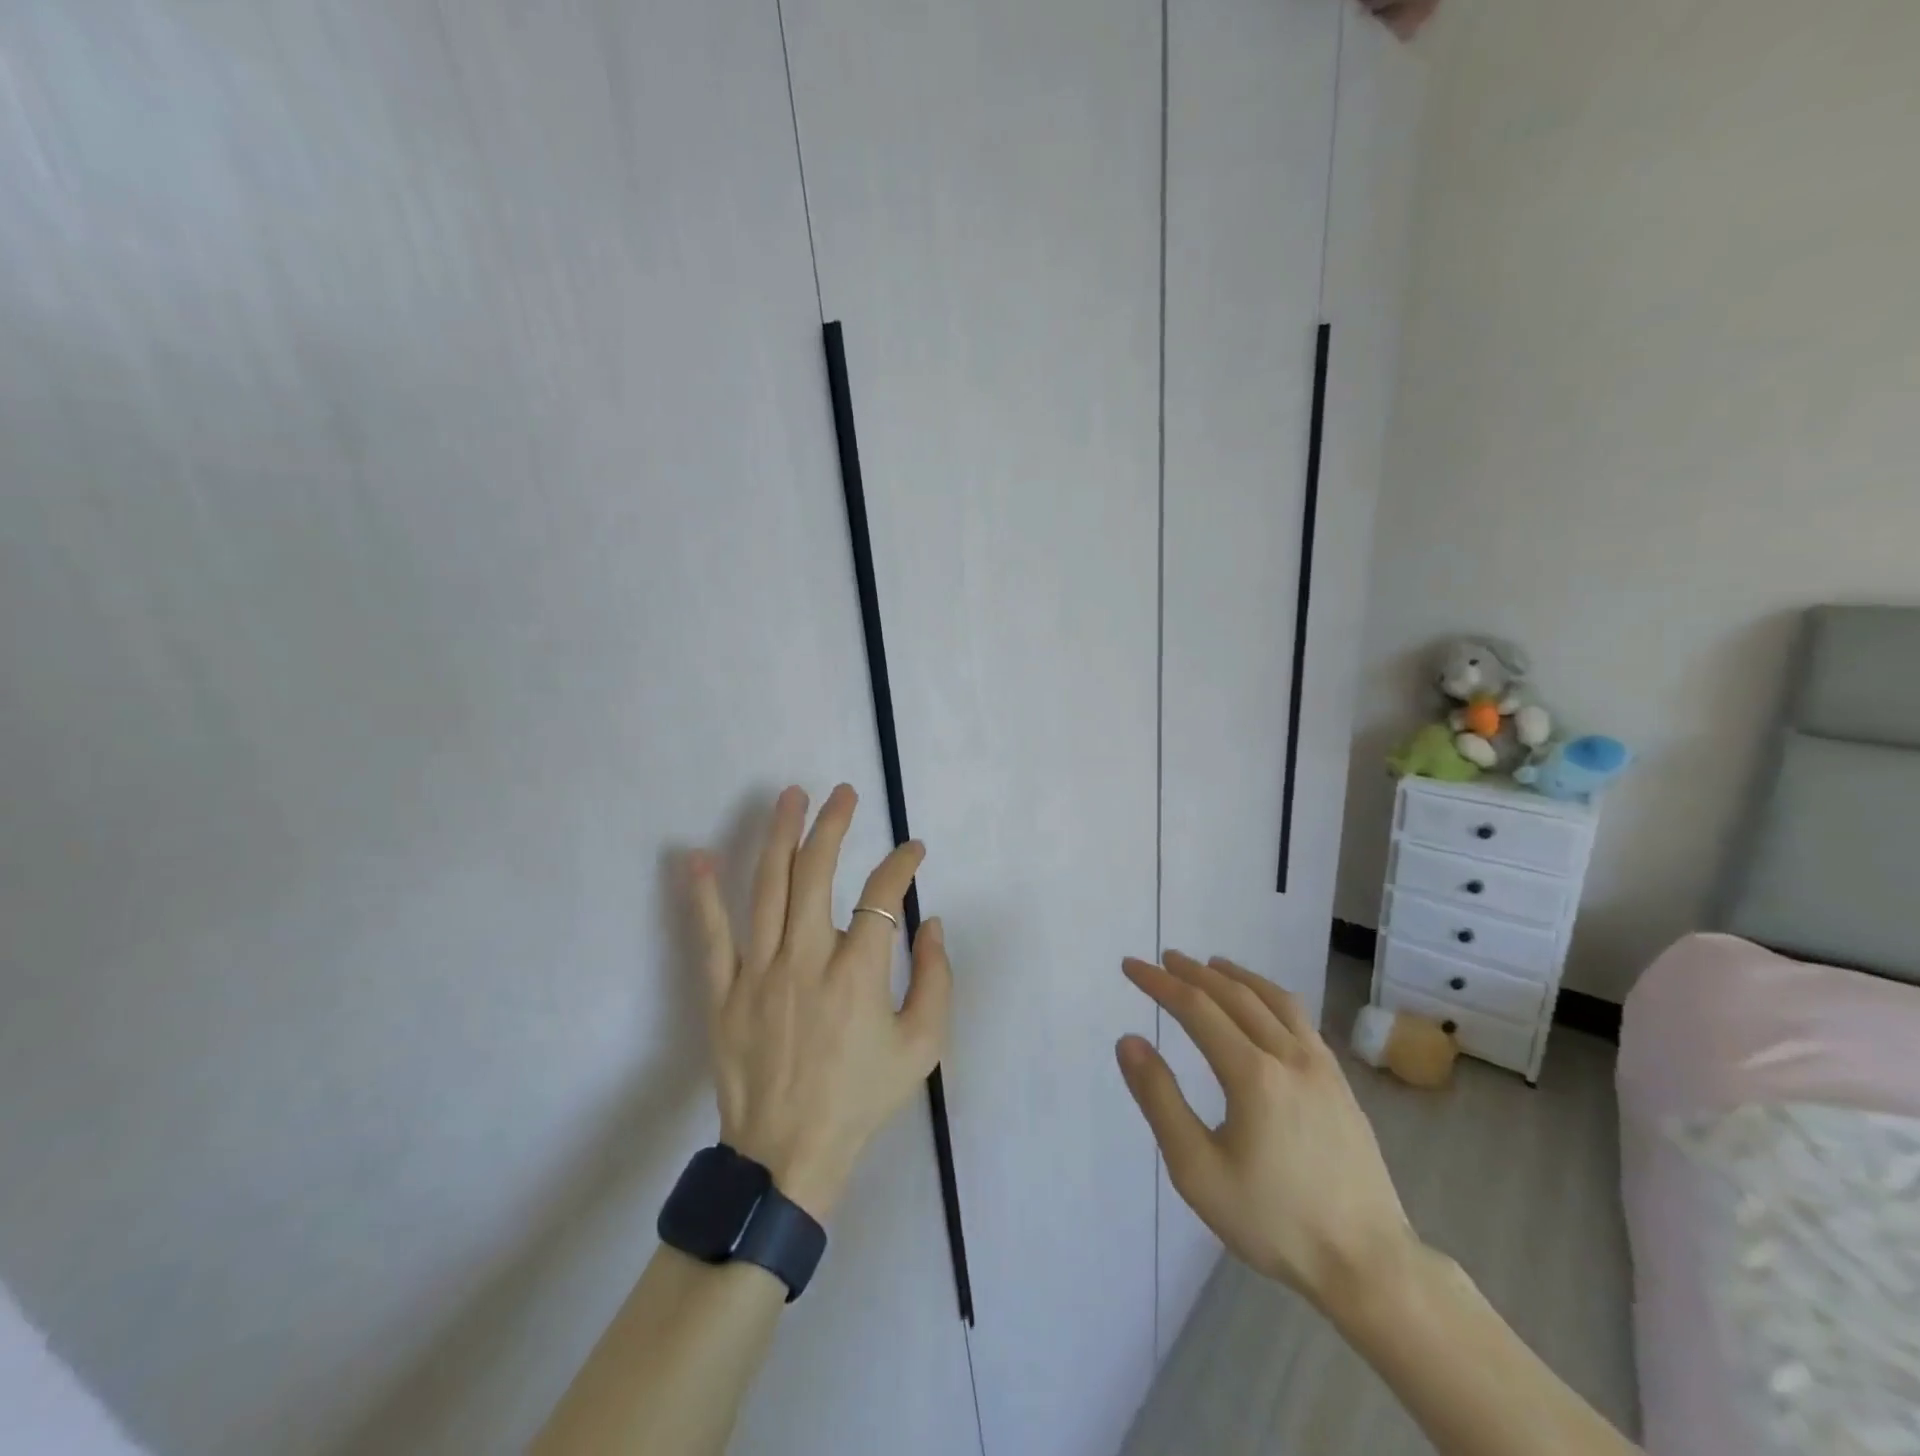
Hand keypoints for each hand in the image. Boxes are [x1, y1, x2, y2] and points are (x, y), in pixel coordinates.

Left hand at [689, 784, 949, 1221]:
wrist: (788, 1155)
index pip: (882, 896)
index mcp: (857, 974)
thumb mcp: (922, 1047)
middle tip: (843, 793)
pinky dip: (704, 895)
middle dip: (833, 825)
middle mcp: (806, 960)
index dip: (901, 864)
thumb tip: (930, 922)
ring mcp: (758, 973)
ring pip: (767, 889)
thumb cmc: (861, 1098)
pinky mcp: (723, 992)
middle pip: (816, 874)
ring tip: (789, 796)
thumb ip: (936, 979)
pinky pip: (711, 936)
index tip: (913, 849)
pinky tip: (699, 856)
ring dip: (779, 836)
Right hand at [1116, 952, 1415, 1315]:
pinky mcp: (1340, 1082)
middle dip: (1194, 972)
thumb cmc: (1274, 1221)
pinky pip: (1300, 1019)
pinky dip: (1270, 996)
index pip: (1195, 1007)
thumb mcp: (1198, 1171)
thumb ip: (1160, 1100)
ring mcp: (1321, 1066)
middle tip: (1164, 959)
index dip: (1159, 982)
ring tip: (1211, 965)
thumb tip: (1129, 1041)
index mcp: (1252, 1074)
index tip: (1132, 966)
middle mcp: (1288, 1055)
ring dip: (1236, 976)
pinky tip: (1264, 1006)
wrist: (1369, 1265)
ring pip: (1273, 999)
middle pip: (1234, 994)